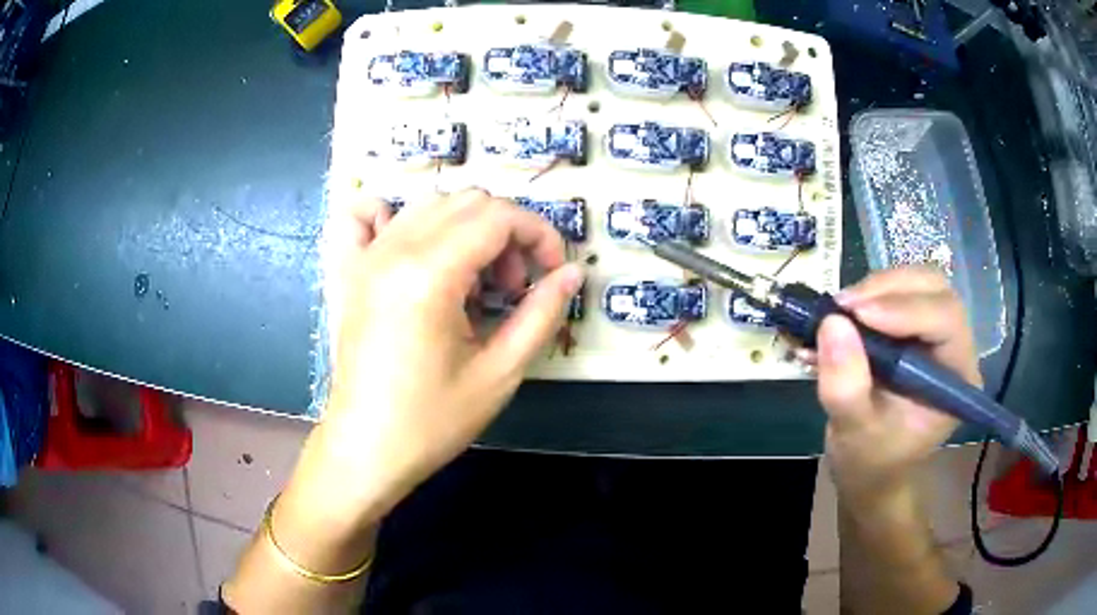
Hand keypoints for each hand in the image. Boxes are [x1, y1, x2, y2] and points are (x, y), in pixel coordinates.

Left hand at [291, 189, 583, 525]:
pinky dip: (393, 215)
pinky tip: (413, 246)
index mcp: (429, 274)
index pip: (498, 216)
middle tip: (513, 287)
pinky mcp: (348, 271)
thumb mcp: (499, 372)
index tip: (553, 272)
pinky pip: (364, 216)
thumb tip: (572, 272)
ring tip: (473, 279)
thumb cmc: (432, 420)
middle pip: (467, 202)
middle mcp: (394, 250)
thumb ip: (541, 314)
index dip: (539, 235)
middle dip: (506, 233)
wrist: (366, 448)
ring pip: (428, 204)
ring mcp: (365, 257)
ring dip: (465, 228)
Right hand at [815, 267, 979, 503]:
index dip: (904, 308)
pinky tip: (842, 316)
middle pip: (934, 289)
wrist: (870, 470)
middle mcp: (955, 346)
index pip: (945, 319)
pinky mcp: (916, 327)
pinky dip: (868, 296)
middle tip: (843, 306)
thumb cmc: (870, 460)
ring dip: (876, 288)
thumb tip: (832, 322)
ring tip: (839, 311)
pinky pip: (898, 292)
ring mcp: (936, 333)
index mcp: (957, 377)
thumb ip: (846, 386)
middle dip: (888, 289)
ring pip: (916, 283)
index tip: (855, 313)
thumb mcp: (854, 432)